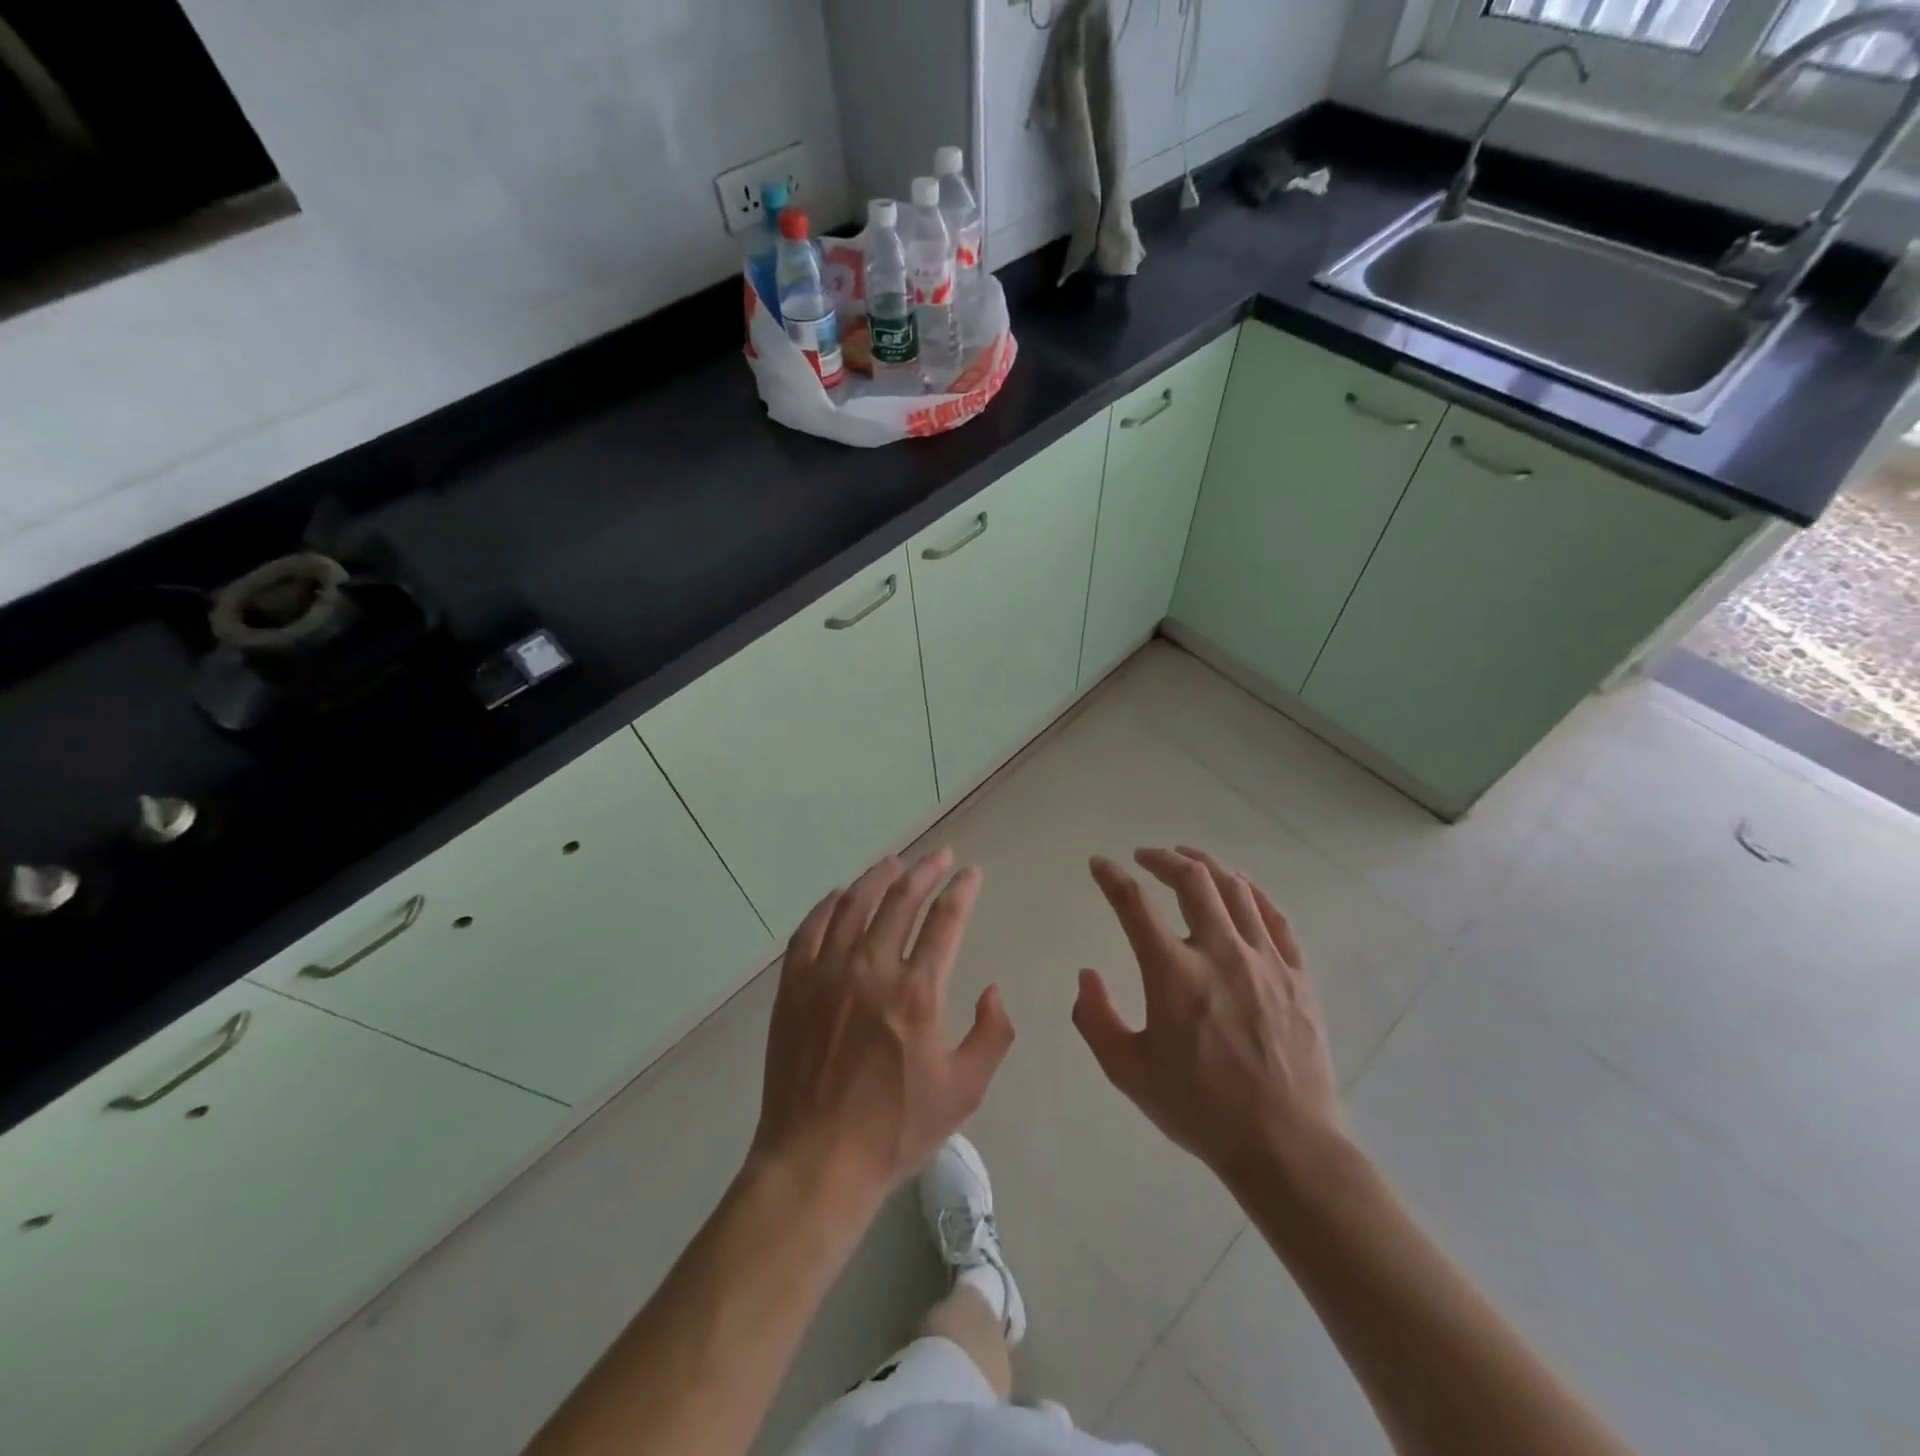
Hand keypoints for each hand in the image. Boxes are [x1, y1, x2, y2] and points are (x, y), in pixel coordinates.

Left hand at [749, 850, 1014, 1212]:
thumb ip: (992, 1034)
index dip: (962, 891)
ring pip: (854, 905)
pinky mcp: (794, 986)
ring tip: (893, 863)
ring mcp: (827, 974)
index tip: (970, 874)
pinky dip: (827, 906)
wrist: (816, 1161)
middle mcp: (872, 970)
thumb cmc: (895, 1129)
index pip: (946, 921)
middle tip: (939, 857)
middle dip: (925, 871)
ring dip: (878, 878)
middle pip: (901, 900)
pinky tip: (839, 896)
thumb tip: (993, 990)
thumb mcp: (964, 1091)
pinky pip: (810, 930)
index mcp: (917, 993)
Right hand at [1073, 846, 1345, 1190]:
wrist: (1286, 1146)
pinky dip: (1253, 892)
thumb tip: (1087, 975)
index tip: (1099, 864)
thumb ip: (1096, 1019)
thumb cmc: (1200, 1110)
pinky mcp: (1297, 975)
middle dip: (1163, 858)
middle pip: (1192, 880)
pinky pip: (1275, 917)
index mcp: (1173, 973)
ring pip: (1235, 889)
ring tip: (1188, 860)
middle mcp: (1219, 952)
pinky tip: (1240, 886)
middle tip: (1145, 856)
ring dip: (1207, 865)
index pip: (1134, 904)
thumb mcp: (1128, 1072)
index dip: (1111, 877)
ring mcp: (1265, 960)